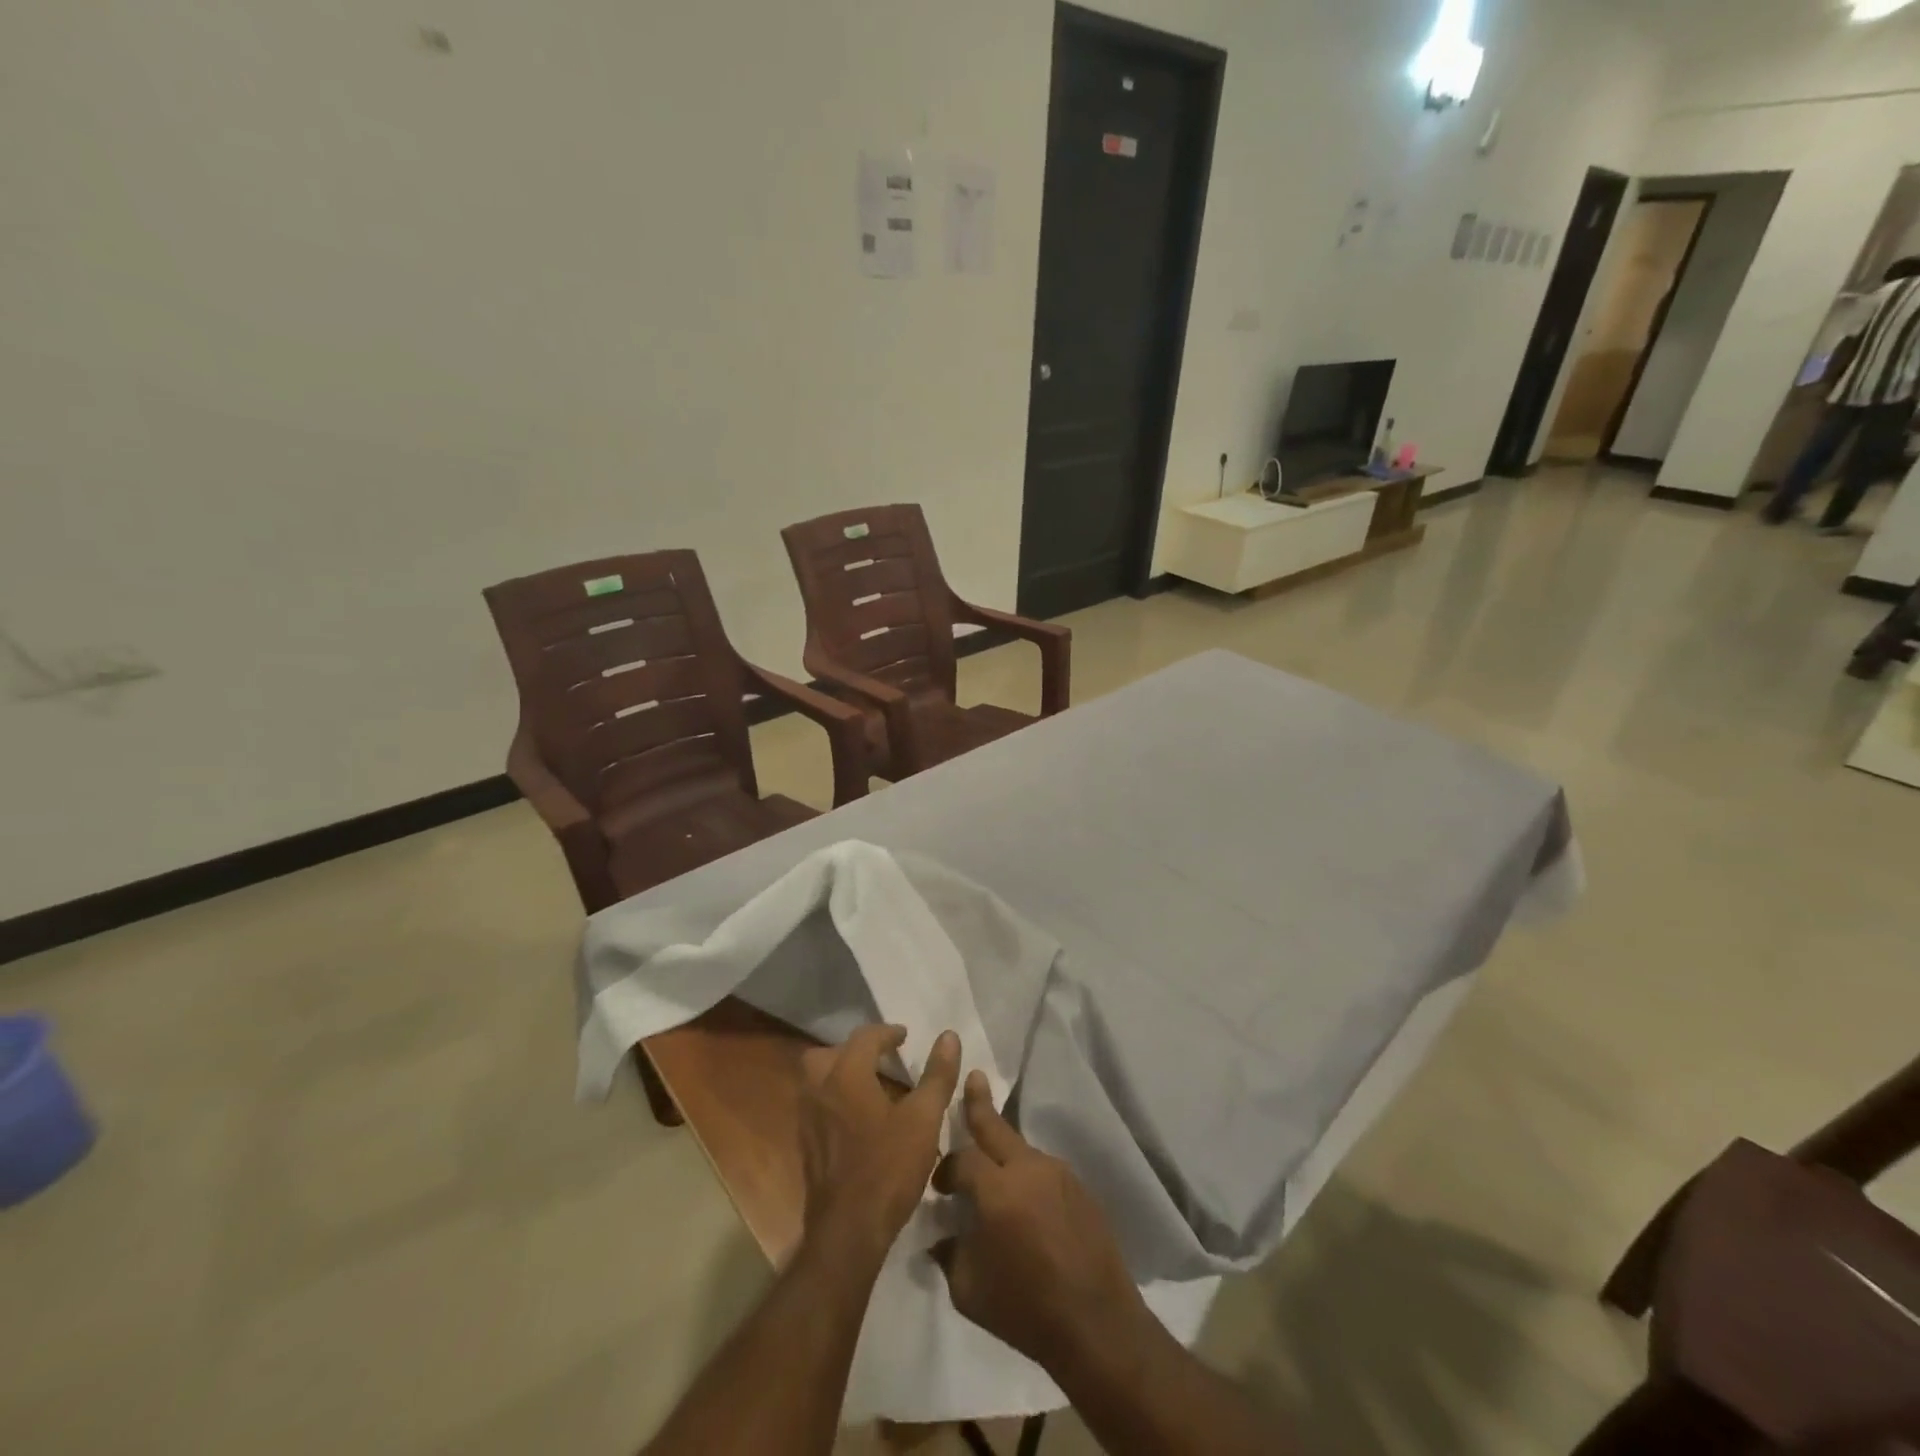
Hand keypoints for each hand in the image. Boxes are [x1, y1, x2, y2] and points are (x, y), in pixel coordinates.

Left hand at [798, 1024, 960, 1265]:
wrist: (848, 1232)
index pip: (864, 1037)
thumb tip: (949, 1036)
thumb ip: (937, 1075)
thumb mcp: (924, 1120)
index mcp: (846, 1075)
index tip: (905, 1038)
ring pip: (817, 1080)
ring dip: (840, 1074)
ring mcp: (808, 1119)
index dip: (887, 1033)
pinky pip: (817, 1106)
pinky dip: (835, 1100)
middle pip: (828, 1053)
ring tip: (870, 1086)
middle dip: (854, 1050)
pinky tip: (858, 1120)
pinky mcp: (806, 1146)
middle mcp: (820, 1090)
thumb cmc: (889, 1168)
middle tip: (880, 1059)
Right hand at [931, 1072, 1144, 1376]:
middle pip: (997, 1127)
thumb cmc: (1025, 1309)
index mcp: (998, 1189)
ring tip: (993, 1166)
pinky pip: (1044, 1172)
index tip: (940, 1187)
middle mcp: (1029, 1169)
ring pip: (1022, 1150)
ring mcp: (1059, 1174)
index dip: (947, 1169)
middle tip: (973, 1077)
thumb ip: (949, 1254)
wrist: (1098, 1325)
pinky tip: (1026, 1203)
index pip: (963, 1159)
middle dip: (979, 1102)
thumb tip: (941, 1236)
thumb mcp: (968, 1290)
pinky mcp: (1080, 1188)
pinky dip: (1028, 1177)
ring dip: (1004, 1151)